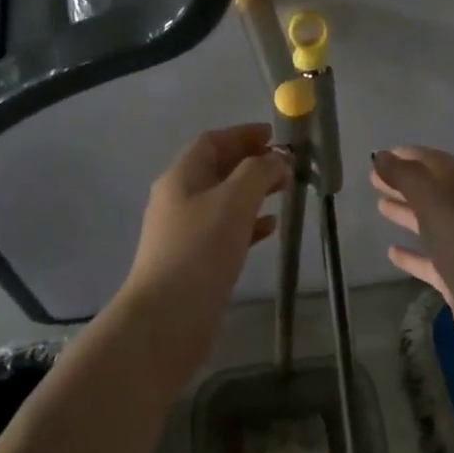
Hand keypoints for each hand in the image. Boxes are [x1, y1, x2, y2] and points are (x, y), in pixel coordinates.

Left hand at [118, 123, 289, 339]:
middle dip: (251, 162)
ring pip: (224, 200)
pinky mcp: (195, 260)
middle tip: (286, 166)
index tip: (275, 135)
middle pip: (217, 169)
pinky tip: (270, 229)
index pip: (211, 142)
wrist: (167, 318)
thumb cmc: (200, 250)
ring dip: (253, 192)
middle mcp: (179, 199)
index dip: (242, 134)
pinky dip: (248, 223)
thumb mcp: (234, 201)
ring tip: (285, 192)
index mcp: (181, 177)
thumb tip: (277, 159)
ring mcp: (184, 232)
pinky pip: (225, 230)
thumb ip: (258, 172)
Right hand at [371, 146, 453, 351]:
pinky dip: (412, 254)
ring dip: (407, 212)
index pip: (435, 162)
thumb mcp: (436, 203)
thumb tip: (380, 156)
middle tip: (372, 179)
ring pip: (431, 223)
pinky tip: (391, 253)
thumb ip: (407, 177)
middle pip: (432, 190)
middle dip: (404, 182)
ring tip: (380, 206)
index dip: (409, 156)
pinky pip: (430, 260)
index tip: (379, 155)